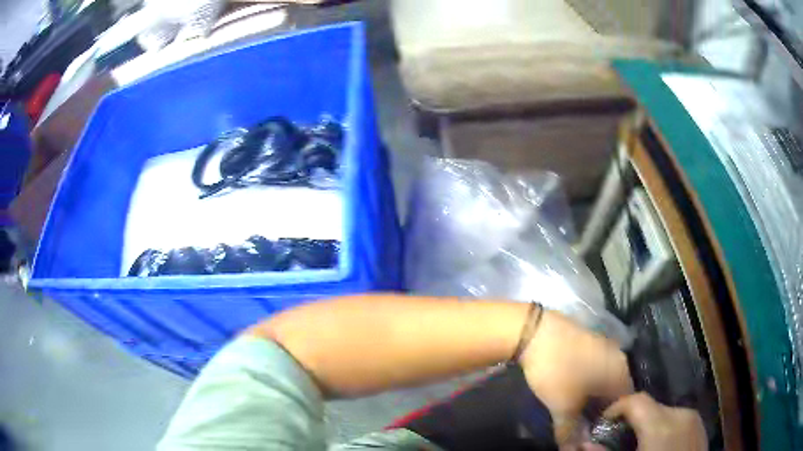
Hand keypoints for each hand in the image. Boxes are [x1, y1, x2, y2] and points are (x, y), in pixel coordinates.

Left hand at [520, 310, 632, 442]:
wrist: (536, 331)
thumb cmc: (557, 371)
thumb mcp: (562, 407)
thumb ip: (569, 432)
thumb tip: (570, 450)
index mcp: (621, 372)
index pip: (626, 402)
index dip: (612, 420)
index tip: (597, 432)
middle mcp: (619, 357)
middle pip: (616, 390)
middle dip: (602, 408)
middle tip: (586, 424)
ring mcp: (605, 346)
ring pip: (606, 377)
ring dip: (595, 395)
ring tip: (579, 410)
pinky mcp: (591, 341)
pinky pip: (596, 366)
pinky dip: (589, 380)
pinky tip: (574, 389)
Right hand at [603, 393, 706, 450]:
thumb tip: (584, 443)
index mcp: (661, 425)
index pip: (636, 400)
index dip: (616, 407)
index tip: (604, 423)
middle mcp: (680, 414)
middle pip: (651, 406)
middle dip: (632, 420)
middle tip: (620, 440)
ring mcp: (694, 419)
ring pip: (665, 412)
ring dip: (649, 424)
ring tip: (641, 446)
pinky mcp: (701, 426)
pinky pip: (678, 419)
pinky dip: (665, 428)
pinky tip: (661, 447)